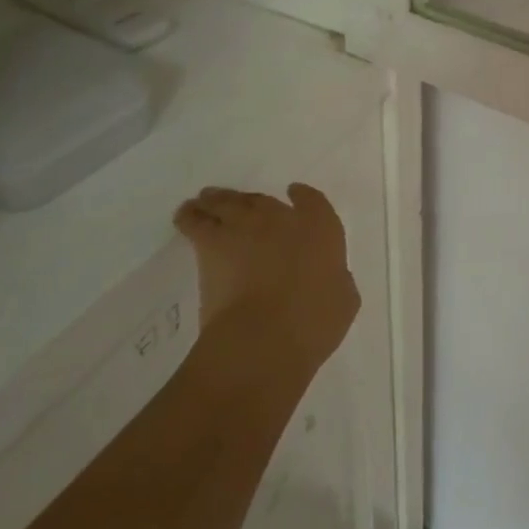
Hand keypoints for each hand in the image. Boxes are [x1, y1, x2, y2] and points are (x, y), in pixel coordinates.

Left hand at [172, 184, 360, 368]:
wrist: (264, 335)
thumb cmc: (314, 321)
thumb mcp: (344, 300)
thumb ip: (338, 281)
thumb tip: (330, 278)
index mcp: (321, 228)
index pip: (313, 201)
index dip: (303, 197)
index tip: (295, 193)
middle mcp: (283, 218)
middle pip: (263, 200)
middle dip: (252, 200)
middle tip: (241, 202)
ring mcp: (246, 227)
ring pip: (228, 203)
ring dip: (218, 200)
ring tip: (206, 199)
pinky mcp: (212, 244)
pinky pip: (196, 221)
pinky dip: (190, 216)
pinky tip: (185, 214)